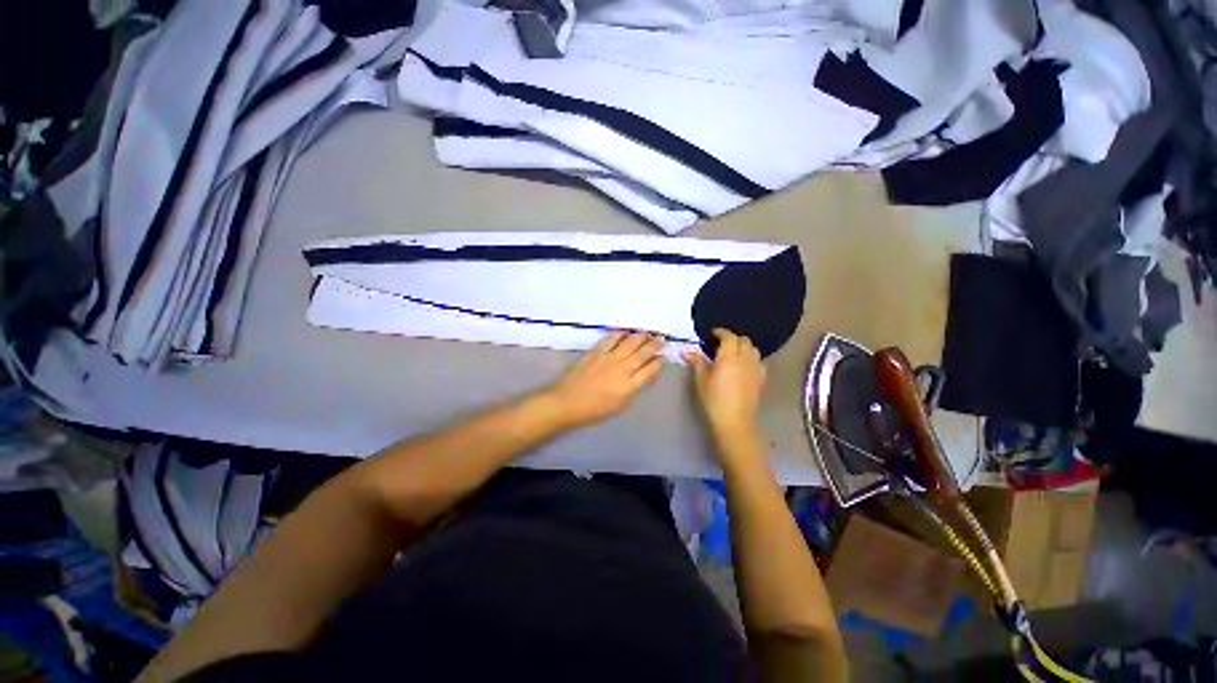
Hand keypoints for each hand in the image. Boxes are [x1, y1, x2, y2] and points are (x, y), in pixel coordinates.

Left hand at [539, 331, 664, 428]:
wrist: (567, 402)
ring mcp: (609, 358)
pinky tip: (626, 331)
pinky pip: (611, 339)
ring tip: (648, 332)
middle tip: (661, 338)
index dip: (658, 362)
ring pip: (629, 343)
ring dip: (641, 336)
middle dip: (654, 345)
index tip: (661, 357)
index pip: (650, 370)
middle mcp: (622, 369)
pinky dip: (621, 334)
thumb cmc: (594, 410)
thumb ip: (633, 390)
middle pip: (642, 353)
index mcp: (629, 385)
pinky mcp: (596, 352)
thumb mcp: (620, 406)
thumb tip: (642, 376)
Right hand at [683, 329, 765, 441]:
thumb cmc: (714, 399)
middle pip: (743, 340)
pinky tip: (744, 365)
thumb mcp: (701, 380)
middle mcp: (745, 359)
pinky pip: (759, 361)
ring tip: (733, 353)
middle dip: (733, 338)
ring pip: (753, 349)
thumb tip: (687, 352)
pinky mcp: (761, 379)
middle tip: (721, 344)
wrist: (734, 420)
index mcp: (729, 357)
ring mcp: (755, 368)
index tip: (713, 333)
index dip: (721, 332)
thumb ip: (697, 362)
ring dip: (743, 347)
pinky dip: (751, 358)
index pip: (729, 337)